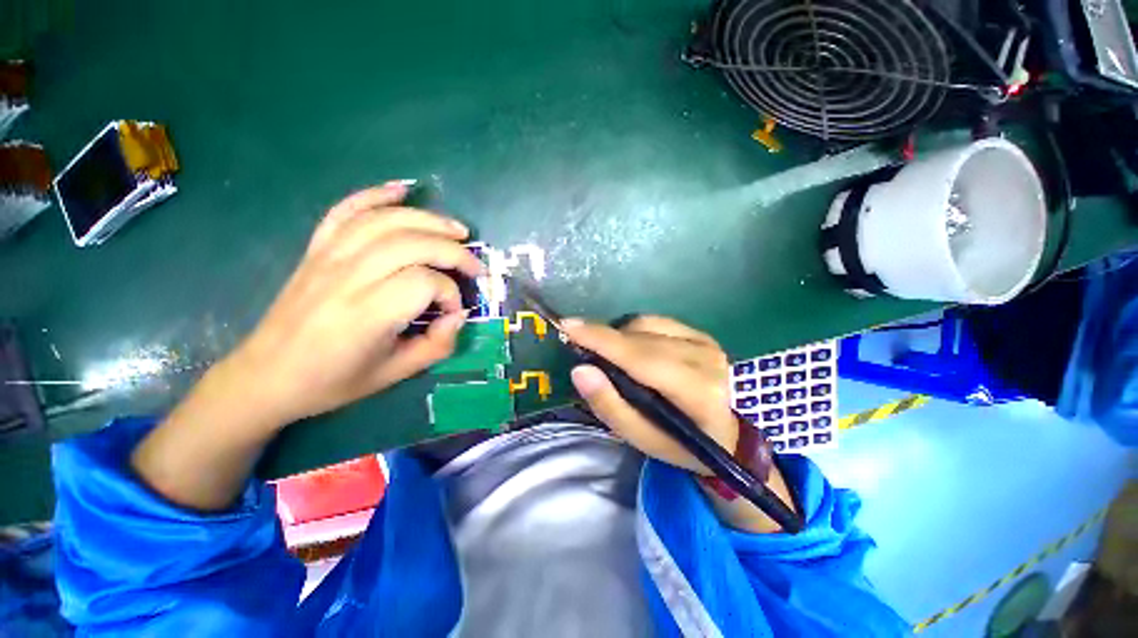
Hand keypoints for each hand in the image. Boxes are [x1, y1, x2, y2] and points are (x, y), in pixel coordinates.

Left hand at [226, 181, 484, 426]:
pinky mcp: (317, 249)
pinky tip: (403, 190)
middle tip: (475, 267)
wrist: (268, 375)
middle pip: (412, 243)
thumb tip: (459, 315)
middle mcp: (348, 277)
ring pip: (386, 221)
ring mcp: (329, 257)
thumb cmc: (334, 381)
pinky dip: (375, 195)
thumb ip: (437, 345)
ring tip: (458, 230)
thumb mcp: (395, 374)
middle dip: (454, 251)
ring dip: (429, 220)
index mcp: (367, 314)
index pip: (425, 283)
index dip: (450, 294)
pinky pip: (346, 211)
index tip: (453, 313)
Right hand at [563, 316, 736, 474]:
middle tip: (580, 346)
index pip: (639, 357)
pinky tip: (633, 348)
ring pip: (646, 325)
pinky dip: (635, 331)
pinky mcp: (701, 334)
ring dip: (619, 336)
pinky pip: (656, 321)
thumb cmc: (682, 444)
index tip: (568, 326)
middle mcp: (704, 358)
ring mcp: (705, 342)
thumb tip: (581, 370)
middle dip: (603, 338)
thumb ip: (610, 406)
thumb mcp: (642, 439)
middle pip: (639, 338)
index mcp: (696, 392)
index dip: (601, 339)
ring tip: (612, 356)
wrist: (729, 434)